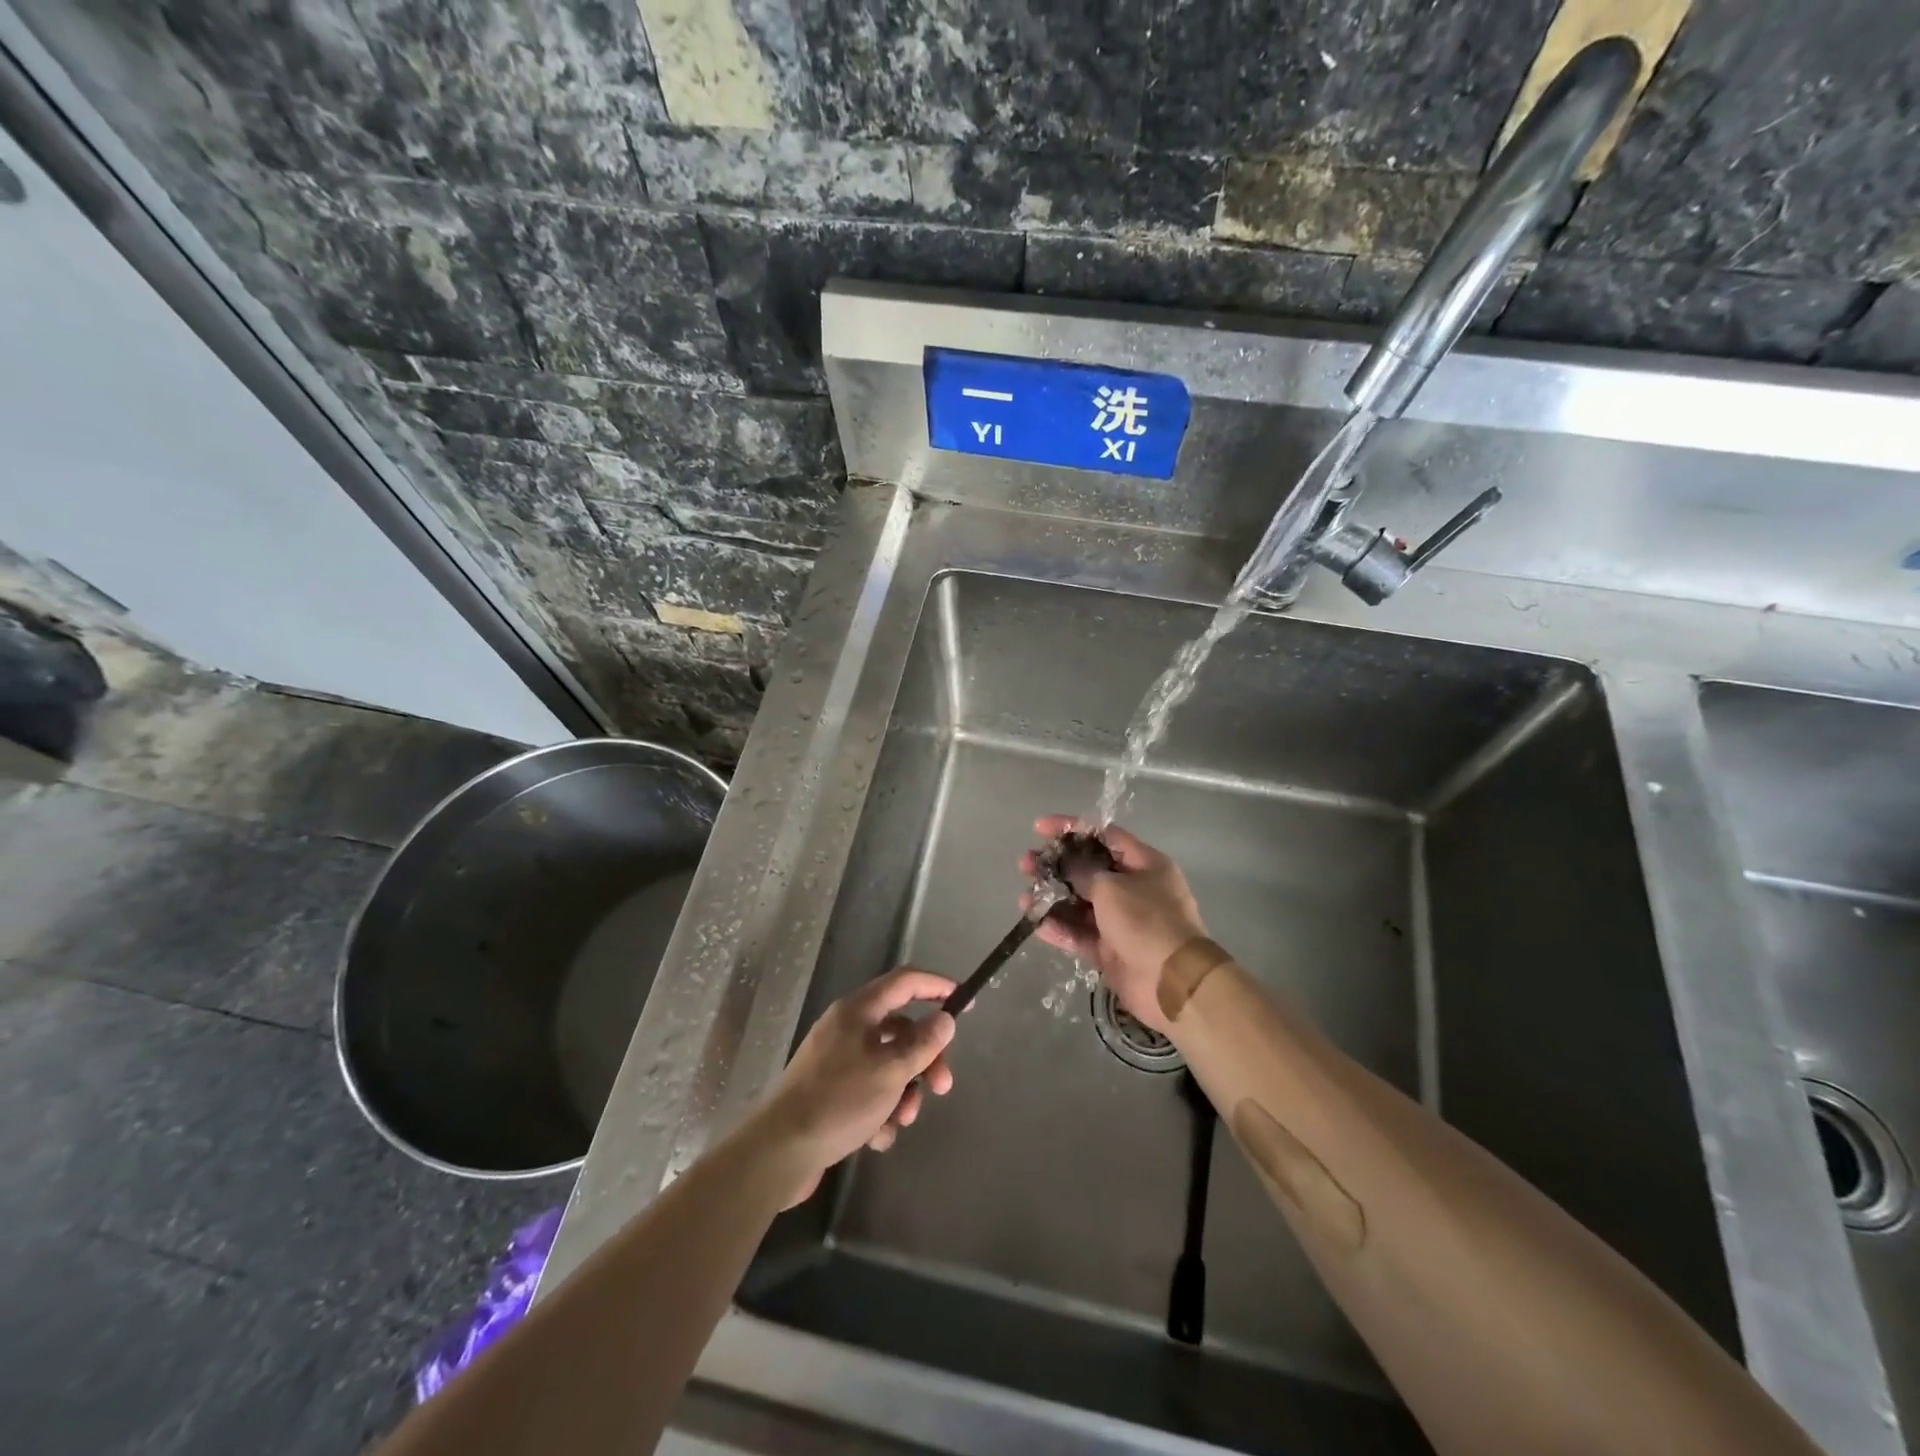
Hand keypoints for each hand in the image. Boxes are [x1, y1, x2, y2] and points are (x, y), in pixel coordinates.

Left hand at [755, 967, 956, 1206]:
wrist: (779, 1151)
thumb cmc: (839, 1101)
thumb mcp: (890, 1071)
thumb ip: (923, 1044)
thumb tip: (944, 1019)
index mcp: (858, 1010)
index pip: (905, 982)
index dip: (937, 986)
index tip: (965, 1001)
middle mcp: (847, 1028)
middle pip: (901, 1030)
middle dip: (925, 1059)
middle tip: (943, 1087)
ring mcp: (837, 1060)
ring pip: (888, 1065)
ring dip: (903, 1092)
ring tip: (901, 1120)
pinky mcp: (830, 1092)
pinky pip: (869, 1091)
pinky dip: (880, 1112)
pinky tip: (875, 1138)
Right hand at [1020, 816, 1206, 1037]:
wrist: (1173, 983)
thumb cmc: (1146, 921)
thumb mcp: (1112, 888)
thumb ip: (1083, 872)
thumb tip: (1067, 864)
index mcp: (1144, 864)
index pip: (1104, 836)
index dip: (1071, 829)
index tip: (1039, 828)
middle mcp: (1134, 888)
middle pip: (1088, 870)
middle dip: (1055, 866)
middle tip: (1025, 864)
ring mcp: (1121, 921)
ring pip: (1080, 903)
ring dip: (1052, 899)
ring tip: (1025, 898)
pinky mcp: (1110, 949)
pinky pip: (1081, 933)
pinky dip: (1060, 928)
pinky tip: (1036, 924)